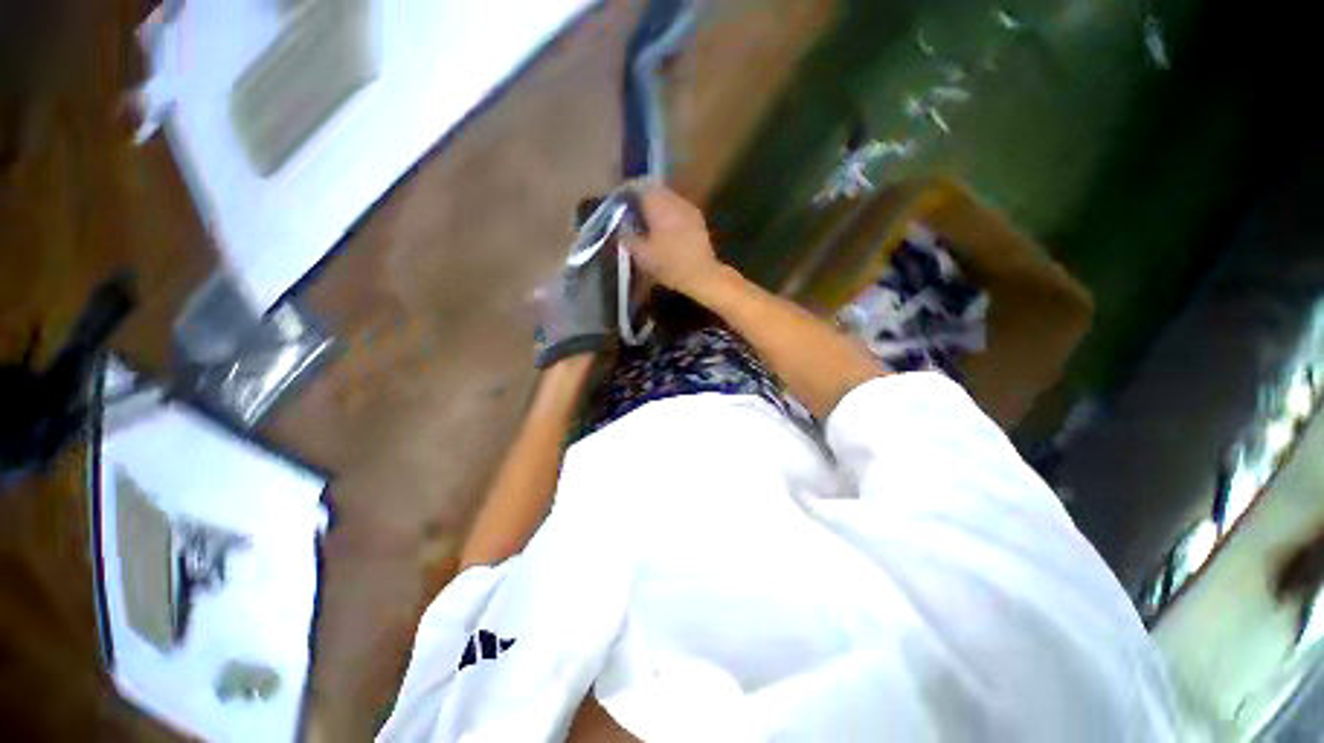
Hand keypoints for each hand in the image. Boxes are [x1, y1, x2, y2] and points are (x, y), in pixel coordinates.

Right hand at [623, 185, 723, 297]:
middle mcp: (674, 200)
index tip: (616, 200)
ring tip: (645, 219)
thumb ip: (627, 236)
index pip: (637, 185)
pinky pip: (677, 207)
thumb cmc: (669, 265)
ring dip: (654, 204)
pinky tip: (662, 227)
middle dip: (639, 196)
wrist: (702, 275)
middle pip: (653, 188)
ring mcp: (688, 208)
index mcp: (659, 205)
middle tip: (629, 210)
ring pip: (666, 197)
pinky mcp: (697, 218)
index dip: (624, 190)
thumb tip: (621, 225)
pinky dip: (666, 212)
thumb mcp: (641, 255)